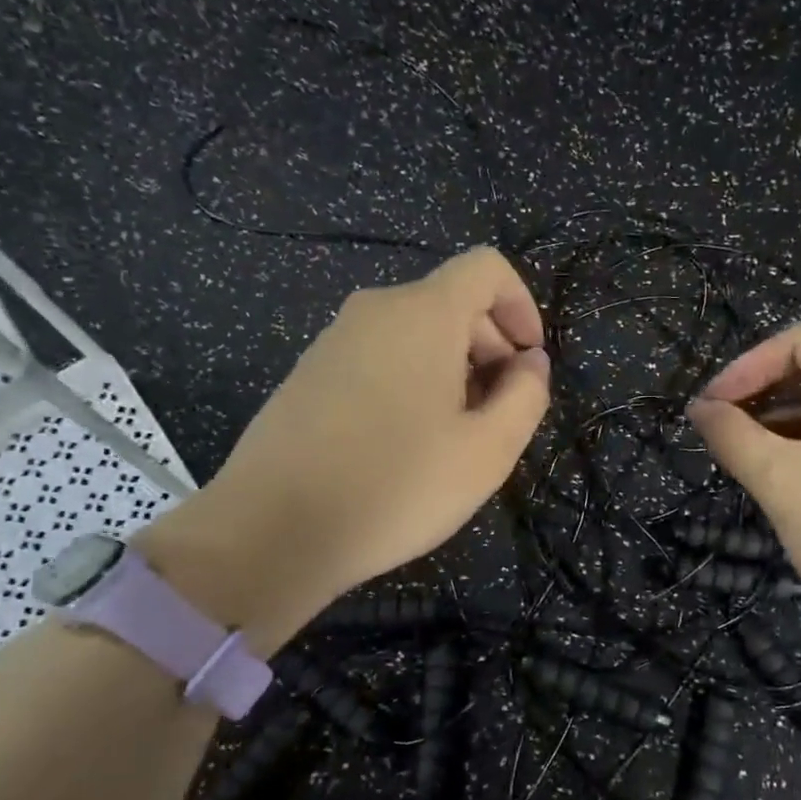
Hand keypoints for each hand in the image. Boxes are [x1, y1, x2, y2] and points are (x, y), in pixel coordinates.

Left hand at [139, 247, 549, 643]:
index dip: (522, 306)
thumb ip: (527, 396)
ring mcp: (334, 341)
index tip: (528, 363)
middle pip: (451, 303)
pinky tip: (405, 445)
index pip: (486, 268)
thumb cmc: (396, 486)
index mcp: (423, 314)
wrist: (271, 531)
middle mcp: (375, 311)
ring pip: (414, 334)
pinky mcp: (308, 374)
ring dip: (452, 371)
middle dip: (490, 347)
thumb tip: (529, 363)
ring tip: (454, 438)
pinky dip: (410, 382)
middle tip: (499, 415)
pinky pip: (378, 358)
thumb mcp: (487, 451)